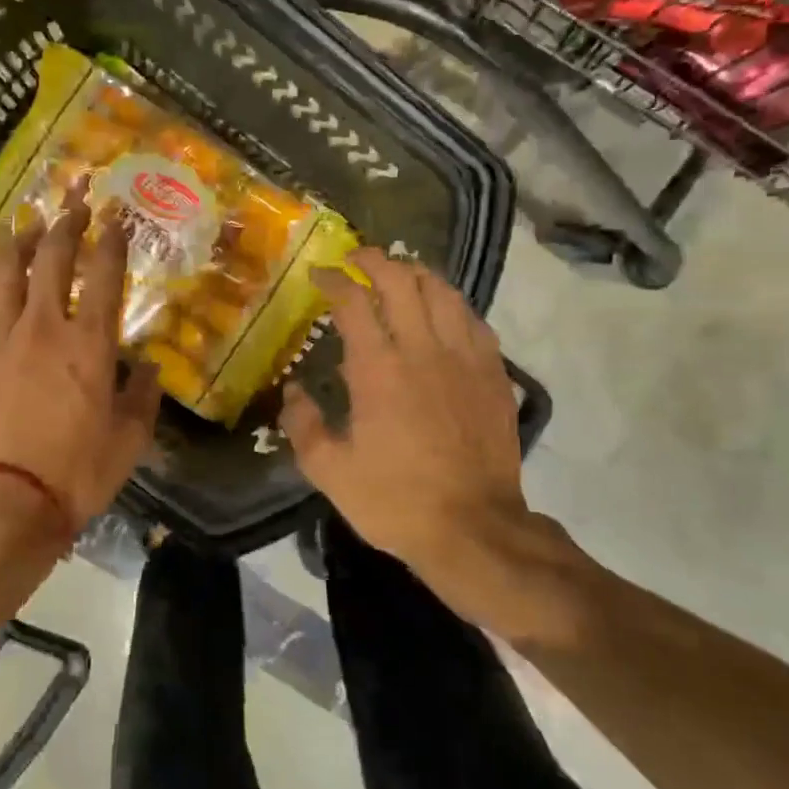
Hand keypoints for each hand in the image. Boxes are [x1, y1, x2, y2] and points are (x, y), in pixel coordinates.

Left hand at [0, 187, 161, 534]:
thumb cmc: (73, 477)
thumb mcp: (128, 442)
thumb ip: (143, 397)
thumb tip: (151, 367)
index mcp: (89, 345)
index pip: (104, 275)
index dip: (113, 239)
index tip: (117, 214)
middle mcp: (41, 327)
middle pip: (52, 258)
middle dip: (66, 222)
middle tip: (73, 200)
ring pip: (5, 273)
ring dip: (19, 242)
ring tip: (27, 224)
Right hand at [281, 249, 590, 642]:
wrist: (473, 528)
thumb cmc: (394, 500)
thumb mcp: (329, 471)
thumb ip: (303, 424)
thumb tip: (294, 391)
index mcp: (378, 368)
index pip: (353, 301)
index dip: (334, 279)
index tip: (320, 274)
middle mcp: (423, 349)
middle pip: (401, 280)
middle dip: (375, 260)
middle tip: (357, 259)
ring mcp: (464, 358)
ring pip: (443, 292)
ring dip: (417, 274)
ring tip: (400, 274)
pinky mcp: (494, 374)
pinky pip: (475, 320)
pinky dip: (453, 304)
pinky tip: (444, 311)